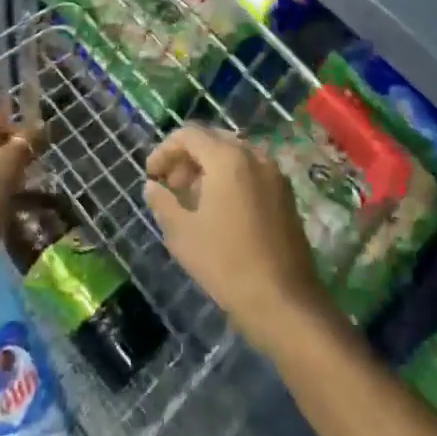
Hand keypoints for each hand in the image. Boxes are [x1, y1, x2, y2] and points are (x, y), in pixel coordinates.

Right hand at [145, 122, 329, 348]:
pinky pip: (251, 171)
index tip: (151, 175)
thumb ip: (163, 202)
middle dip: (187, 157)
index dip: (164, 150)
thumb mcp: (182, 233)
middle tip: (170, 185)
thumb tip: (152, 186)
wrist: (283, 300)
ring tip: (192, 199)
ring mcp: (274, 174)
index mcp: (228, 158)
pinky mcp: (285, 193)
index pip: (189, 135)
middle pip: (213, 140)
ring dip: (208, 168)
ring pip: (234, 155)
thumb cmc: (225, 263)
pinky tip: (219, 209)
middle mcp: (255, 156)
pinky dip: (230, 178)